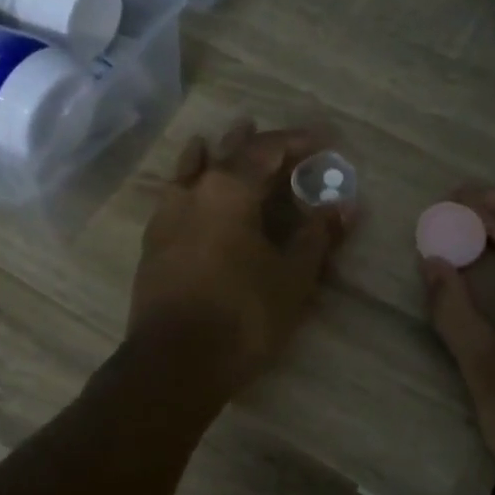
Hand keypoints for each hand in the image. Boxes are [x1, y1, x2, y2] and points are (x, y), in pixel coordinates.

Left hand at [130, 121, 352, 394]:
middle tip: (268, 132)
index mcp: (229, 190)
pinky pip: (172, 197)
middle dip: (251, 141)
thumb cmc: (242, 315)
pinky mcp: (152, 243)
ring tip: (214, 140)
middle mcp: (193, 192)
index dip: (298, 141)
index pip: (267, 150)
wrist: (173, 362)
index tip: (324, 139)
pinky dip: (186, 183)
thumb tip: (342, 206)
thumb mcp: (292, 277)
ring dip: (209, 154)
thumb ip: (316, 237)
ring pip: (189, 170)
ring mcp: (166, 216)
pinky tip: (185, 189)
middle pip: (225, 152)